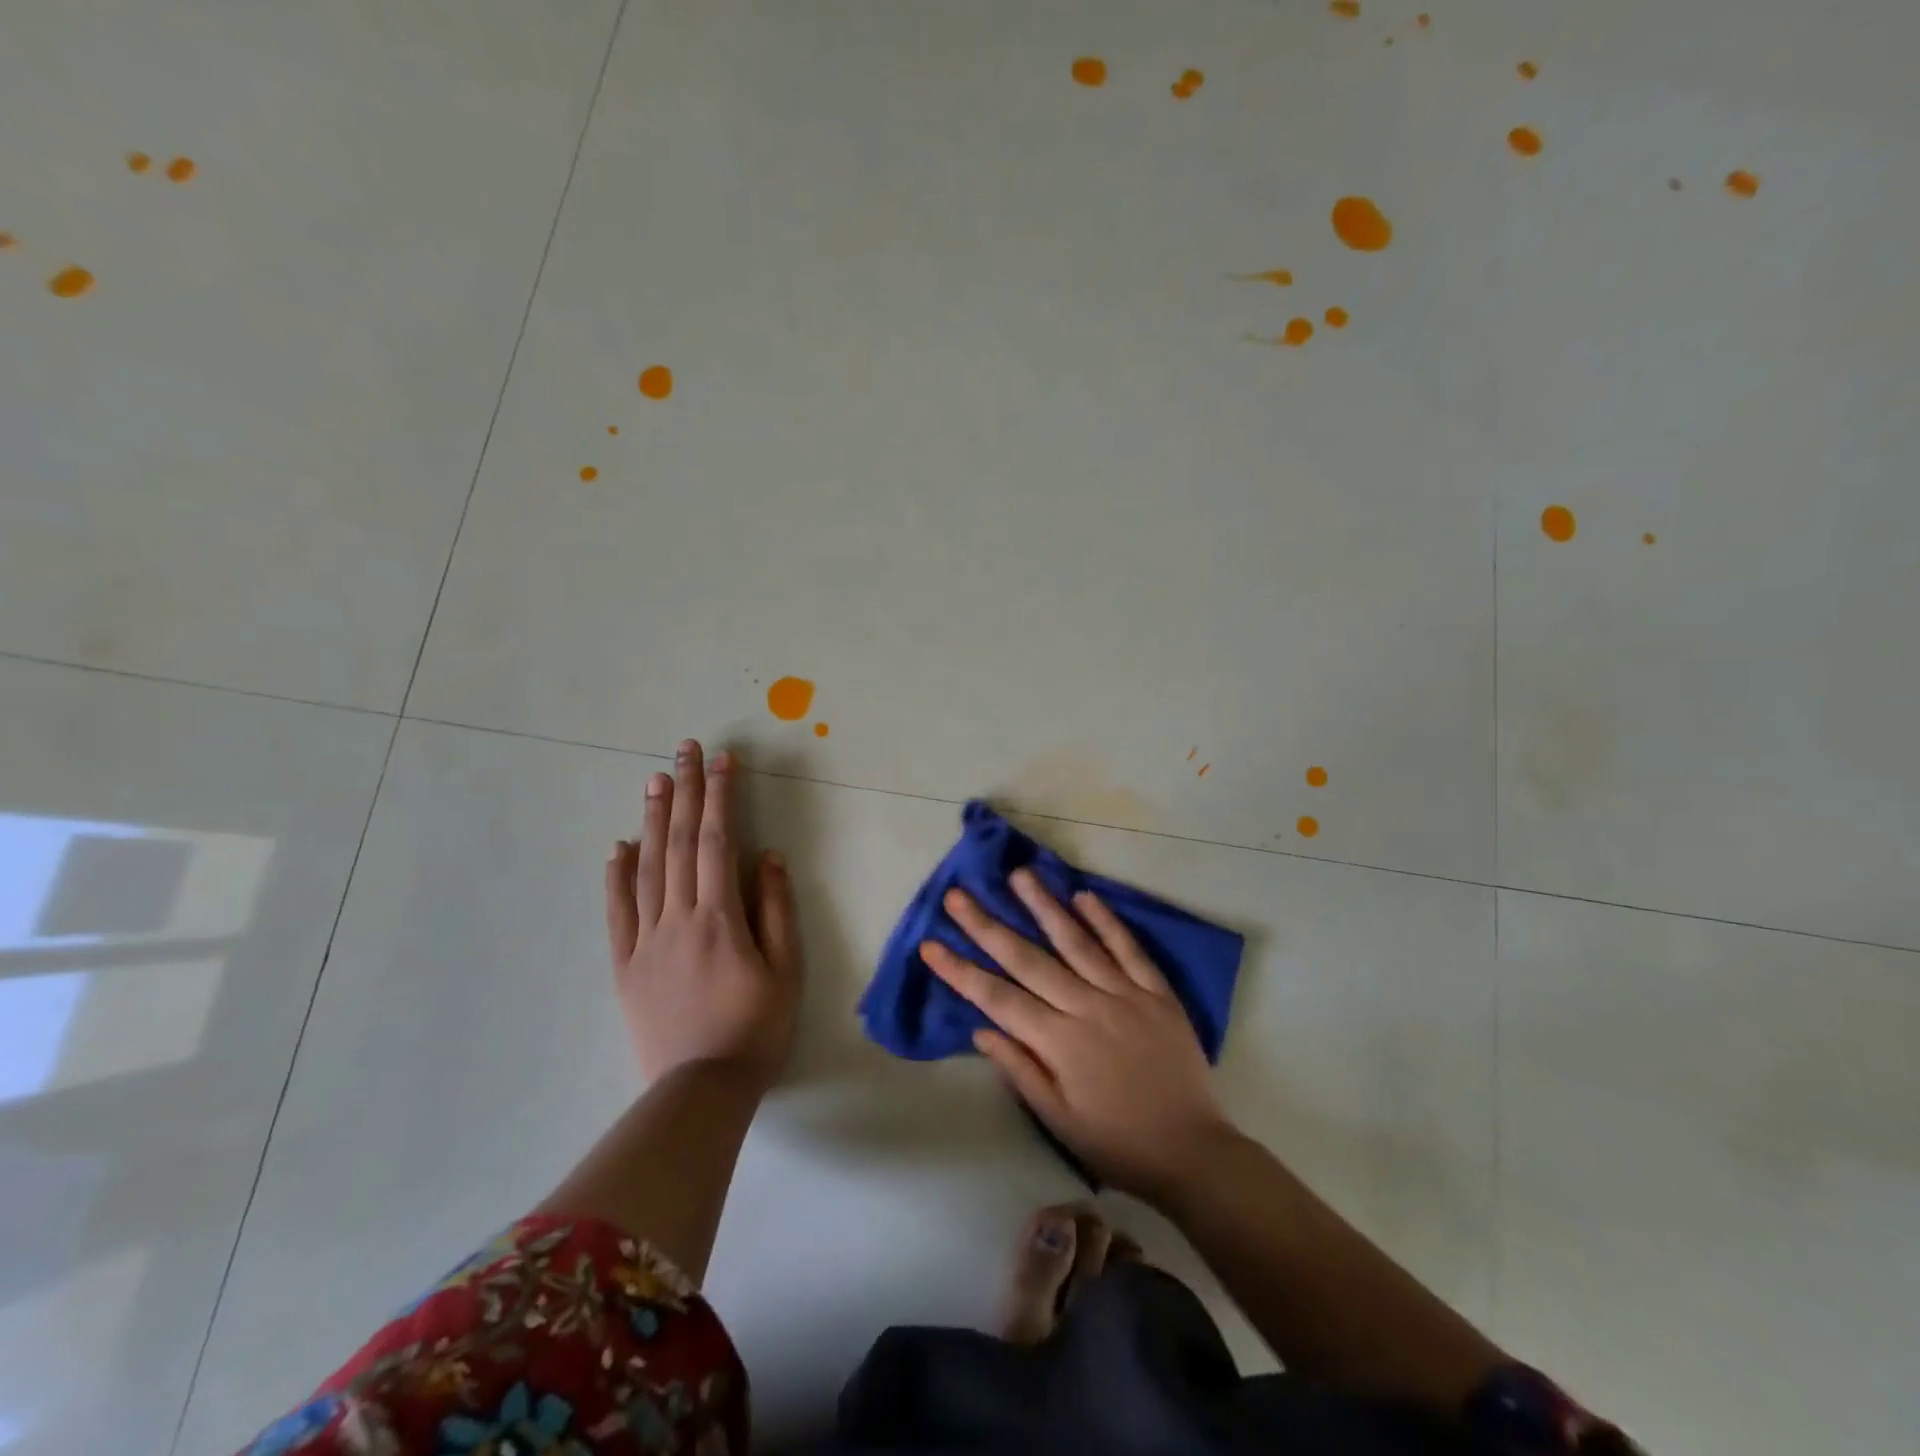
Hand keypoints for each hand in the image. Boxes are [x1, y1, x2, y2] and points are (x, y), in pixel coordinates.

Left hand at [605, 740, 803, 1092]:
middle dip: (685, 791)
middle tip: (685, 749)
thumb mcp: (787, 970)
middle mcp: (677, 918)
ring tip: (655, 780)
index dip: (720, 797)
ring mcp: (645, 941)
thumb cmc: (756, 1028)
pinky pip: (617, 912)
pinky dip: (616, 875)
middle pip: (679, 843)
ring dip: (651, 820)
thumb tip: (769, 856)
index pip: (718, 842)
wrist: (700, 1090)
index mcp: (719, 918)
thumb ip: (776, 909)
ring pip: (646, 868)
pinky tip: (617, 847)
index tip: (724, 761)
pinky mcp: (624, 965)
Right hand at [921, 870, 1230, 1200]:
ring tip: (1019, 875)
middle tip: (958, 895)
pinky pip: (1128, 949)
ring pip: (1076, 941)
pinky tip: (1084, 896)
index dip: (960, 971)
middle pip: (1028, 959)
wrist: (1193, 1152)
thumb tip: (982, 1030)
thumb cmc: (1117, 1142)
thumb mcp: (1059, 1120)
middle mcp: (1086, 1007)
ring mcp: (1124, 994)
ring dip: (1044, 906)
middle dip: (987, 926)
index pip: (997, 998)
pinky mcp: (1156, 992)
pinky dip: (1106, 921)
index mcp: (1058, 1042)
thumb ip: (1020, 1070)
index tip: (930, 945)